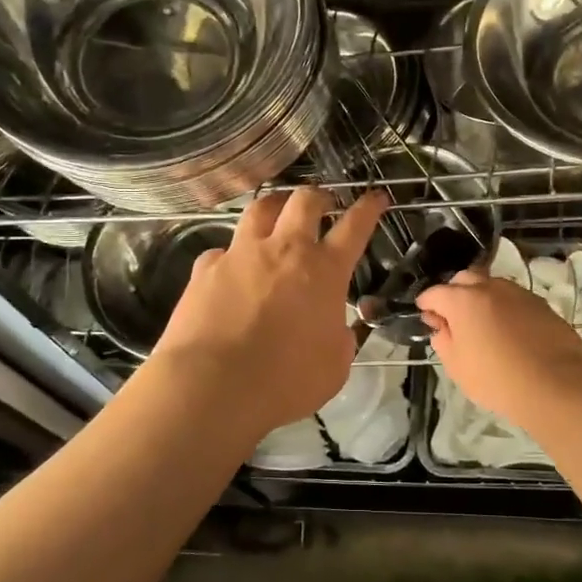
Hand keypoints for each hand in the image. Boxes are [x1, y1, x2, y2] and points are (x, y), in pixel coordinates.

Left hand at [152, 187, 387, 437]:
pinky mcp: (206, 268)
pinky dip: (231, 254)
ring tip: (277, 212)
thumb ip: (340, 338)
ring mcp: (241, 254)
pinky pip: (222, 250)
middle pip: (305, 202)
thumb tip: (337, 329)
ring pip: (260, 209)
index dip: (368, 208)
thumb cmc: (285, 381)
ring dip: (275, 206)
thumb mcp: (334, 366)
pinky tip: (230, 268)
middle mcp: (284, 250)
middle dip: (319, 196)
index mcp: (324, 271)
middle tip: (324, 202)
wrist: (214, 385)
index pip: (354, 226)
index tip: (376, 197)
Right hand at [416, 269, 581, 427]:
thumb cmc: (498, 380)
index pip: (434, 293)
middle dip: (454, 293)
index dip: (426, 304)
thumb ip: (444, 342)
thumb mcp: (458, 368)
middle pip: (464, 279)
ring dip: (481, 297)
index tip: (427, 317)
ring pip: (491, 285)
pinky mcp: (541, 304)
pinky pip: (513, 298)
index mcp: (463, 300)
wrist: (557, 385)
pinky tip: (507, 330)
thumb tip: (443, 329)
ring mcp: (518, 293)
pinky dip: (503, 307)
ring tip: (482, 324)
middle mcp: (490, 287)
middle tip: (453, 318)